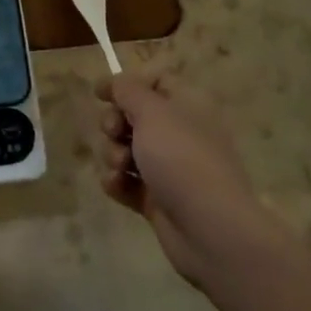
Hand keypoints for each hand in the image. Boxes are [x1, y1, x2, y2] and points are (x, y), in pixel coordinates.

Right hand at [95, 73, 262, 287]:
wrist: (210, 229)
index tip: (100, 94)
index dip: (127, 85)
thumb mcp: (152, 112)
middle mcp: (180, 133)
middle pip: (133, 116)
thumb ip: (127, 90)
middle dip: (114, 123)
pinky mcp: (158, 198)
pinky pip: (126, 181)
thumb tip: (114, 81)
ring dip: (112, 154)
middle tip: (114, 132)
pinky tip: (117, 186)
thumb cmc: (181, 158)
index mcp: (188, 106)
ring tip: (120, 167)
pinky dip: (117, 182)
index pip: (156, 82)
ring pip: (126, 149)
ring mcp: (169, 168)